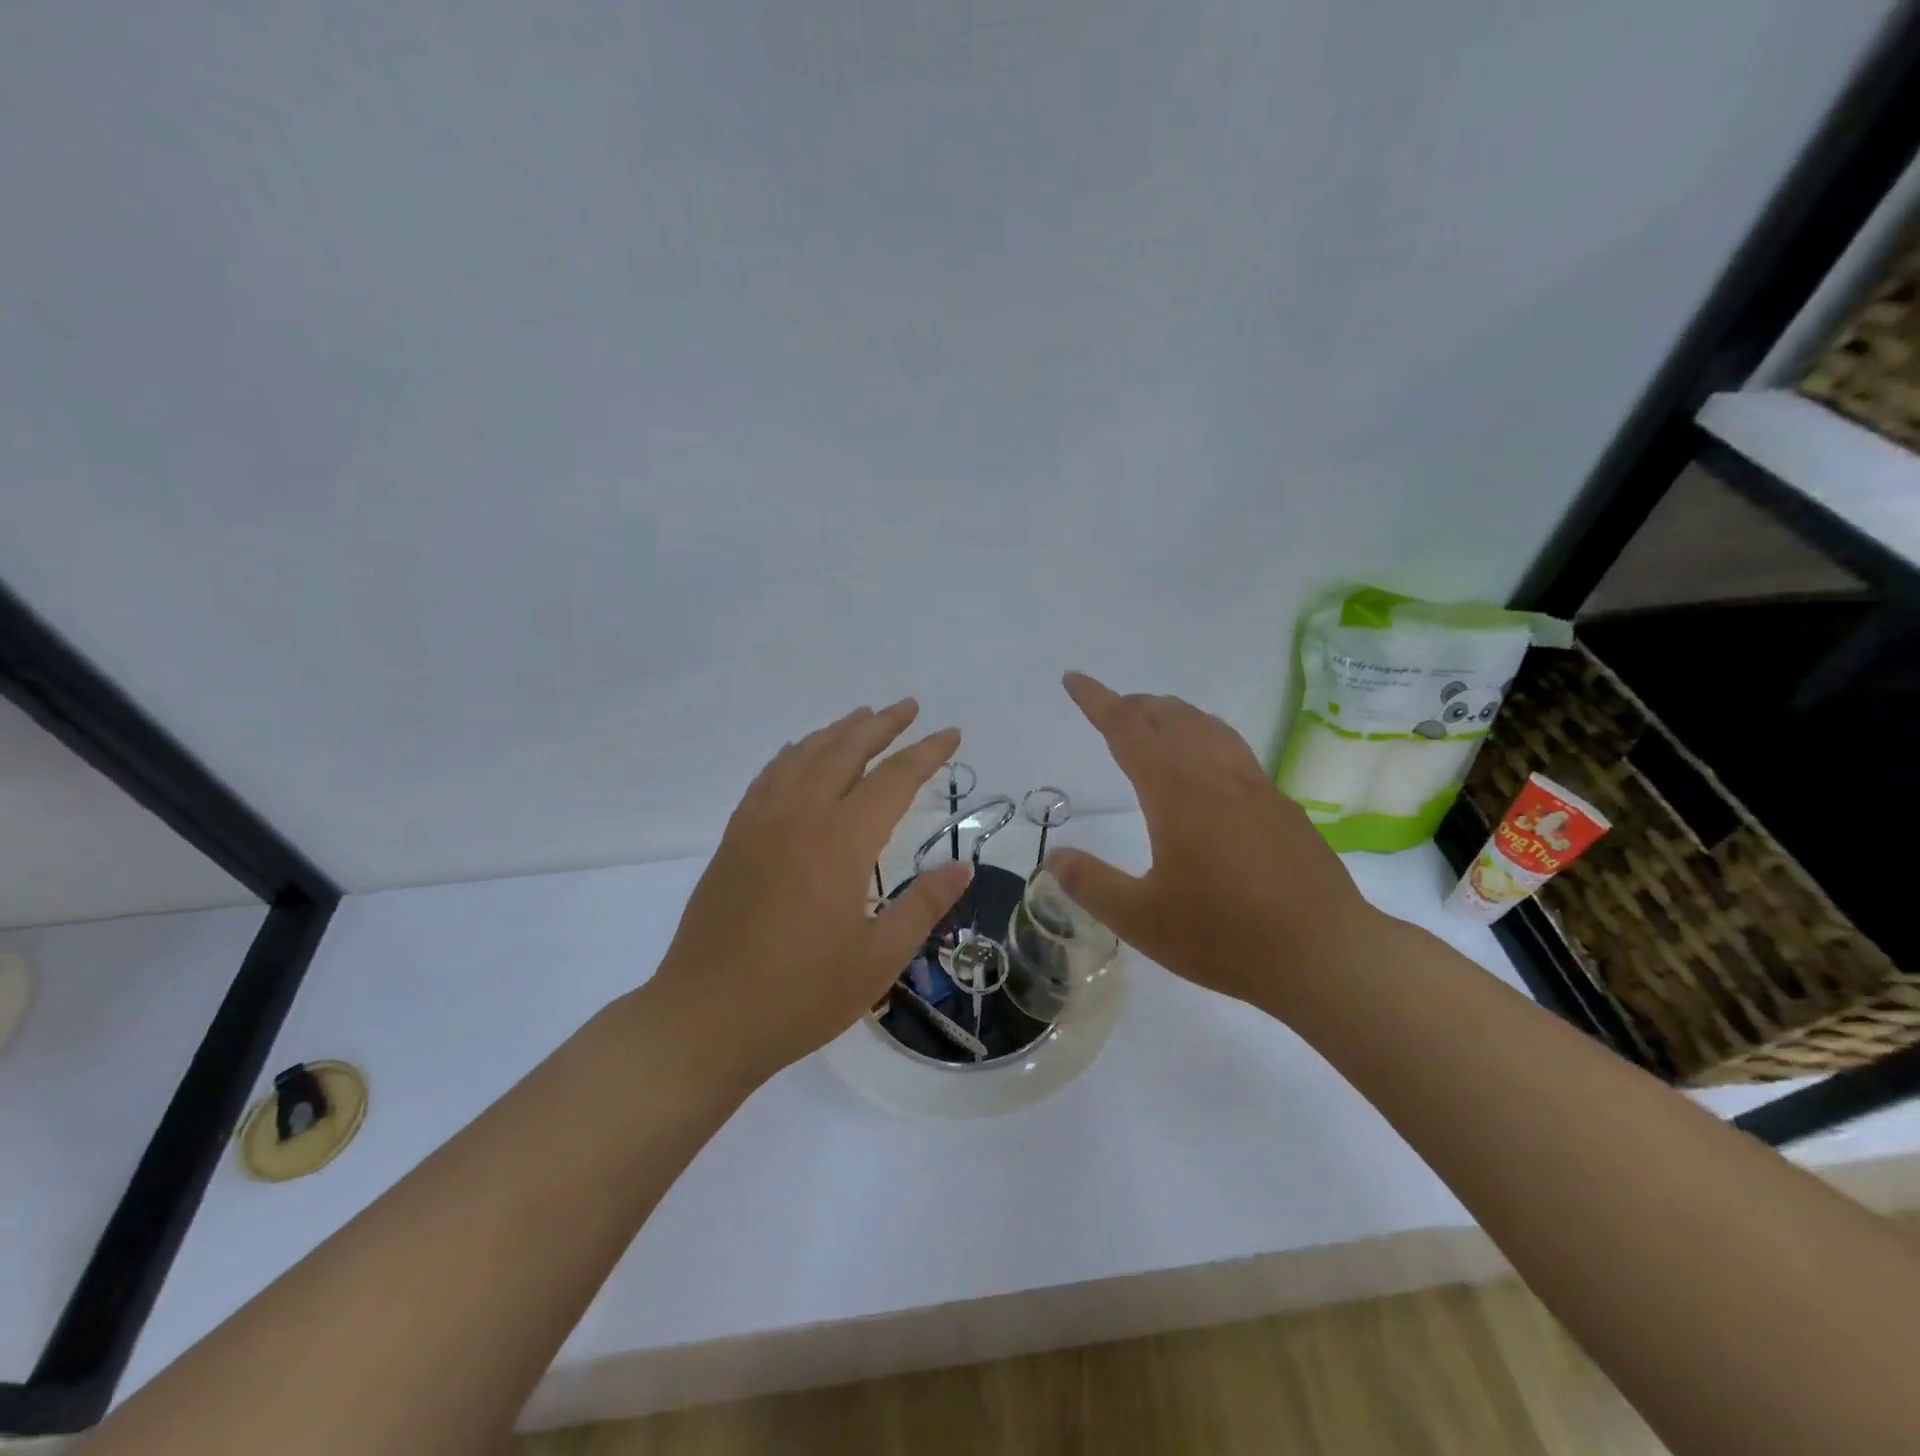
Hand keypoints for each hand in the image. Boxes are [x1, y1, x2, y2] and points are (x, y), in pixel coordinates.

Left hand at [644, 700, 970, 1088]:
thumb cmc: (800, 996)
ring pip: (803, 757)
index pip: (892, 780)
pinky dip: (793, 754)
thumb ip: (922, 906)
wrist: (705, 1018)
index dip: (925, 754)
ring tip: (862, 717)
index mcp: (840, 843)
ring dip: (837, 732)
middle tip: (909, 707)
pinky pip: (768, 777)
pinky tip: (801, 754)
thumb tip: (960, 868)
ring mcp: (759, 824)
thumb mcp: (877, 960)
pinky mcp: (734, 839)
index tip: (951, 734)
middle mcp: (798, 818)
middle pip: (844, 751)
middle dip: (881, 725)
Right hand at [1048, 672, 1380, 1012]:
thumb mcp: (1141, 919)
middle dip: (1134, 705)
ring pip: (1207, 727)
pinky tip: (1207, 767)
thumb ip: (1091, 884)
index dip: (1097, 700)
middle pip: (1170, 717)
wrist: (1325, 953)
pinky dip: (1205, 736)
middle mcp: (1215, 775)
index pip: (1127, 728)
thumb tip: (1054, 856)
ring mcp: (1254, 787)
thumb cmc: (1224, 935)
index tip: (1074, 679)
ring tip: (1154, 722)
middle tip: (1110, 709)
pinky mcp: (1280, 806)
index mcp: (1175, 791)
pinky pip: (1233, 749)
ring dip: (1173, 714)